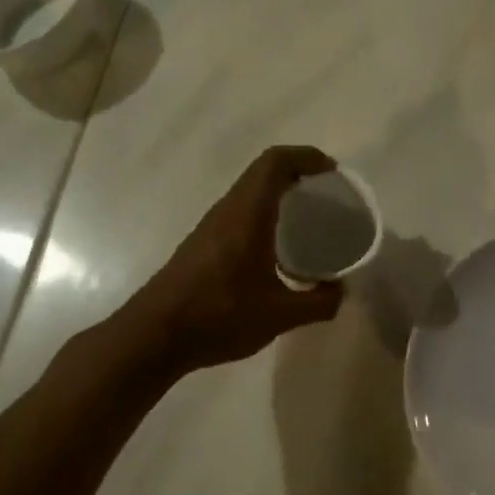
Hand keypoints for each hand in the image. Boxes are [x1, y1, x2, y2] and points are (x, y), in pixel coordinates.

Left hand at [126, 147, 345, 373]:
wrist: (152, 338)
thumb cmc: (218, 317)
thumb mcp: (280, 316)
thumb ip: (319, 303)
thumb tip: (341, 291)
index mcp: (247, 215)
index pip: (275, 163)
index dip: (305, 157)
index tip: (332, 172)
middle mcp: (227, 211)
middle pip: (262, 172)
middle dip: (297, 172)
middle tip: (327, 194)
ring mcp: (210, 227)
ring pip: (248, 192)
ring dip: (278, 193)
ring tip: (307, 217)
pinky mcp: (201, 245)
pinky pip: (239, 212)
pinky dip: (264, 213)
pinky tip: (277, 248)